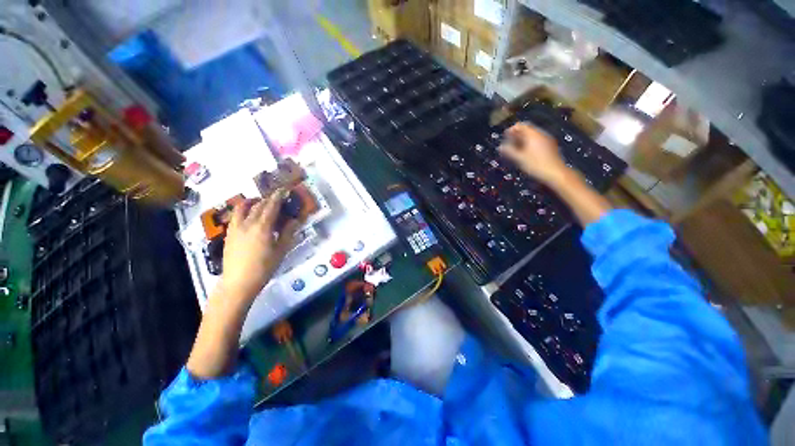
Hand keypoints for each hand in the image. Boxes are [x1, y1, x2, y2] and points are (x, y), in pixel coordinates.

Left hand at [220, 190, 300, 302]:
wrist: (238, 282)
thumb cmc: (264, 267)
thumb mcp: (281, 250)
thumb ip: (288, 233)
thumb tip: (295, 220)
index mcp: (262, 227)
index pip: (271, 206)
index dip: (278, 196)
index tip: (284, 190)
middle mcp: (247, 223)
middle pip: (258, 205)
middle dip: (268, 199)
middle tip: (277, 199)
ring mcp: (235, 228)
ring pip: (242, 207)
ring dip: (253, 202)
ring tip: (260, 203)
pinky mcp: (229, 234)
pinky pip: (235, 216)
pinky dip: (243, 210)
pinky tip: (248, 216)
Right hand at [499, 122, 569, 185]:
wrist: (555, 173)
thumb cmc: (536, 165)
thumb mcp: (519, 159)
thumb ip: (509, 151)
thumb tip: (500, 147)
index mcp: (533, 135)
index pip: (521, 126)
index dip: (512, 129)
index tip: (504, 136)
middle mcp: (541, 135)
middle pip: (527, 130)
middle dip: (517, 135)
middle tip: (508, 143)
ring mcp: (547, 141)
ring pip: (532, 137)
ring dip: (522, 141)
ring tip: (514, 149)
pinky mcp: (550, 147)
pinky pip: (537, 142)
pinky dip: (529, 145)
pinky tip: (525, 153)